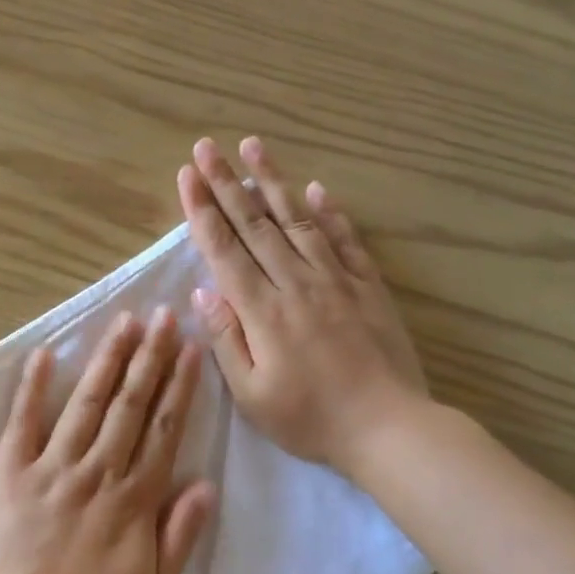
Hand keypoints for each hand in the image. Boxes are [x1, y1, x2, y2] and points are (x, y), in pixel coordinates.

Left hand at [0, 308, 215, 573]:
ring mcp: (51, 468)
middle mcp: (97, 471)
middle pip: (129, 404)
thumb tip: (207, 482)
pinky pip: (23, 423)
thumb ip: (182, 533)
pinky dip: (33, 387)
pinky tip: (44, 354)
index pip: (163, 429)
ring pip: (86, 403)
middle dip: (149, 356)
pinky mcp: (11, 473)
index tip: (190, 348)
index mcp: (134, 498)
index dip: (180, 386)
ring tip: (123, 322)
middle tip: (163, 314)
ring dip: (106, 360)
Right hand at [178, 136, 427, 474]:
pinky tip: (316, 189)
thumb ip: (226, 339)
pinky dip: (329, 212)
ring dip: (272, 181)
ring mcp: (336, 280)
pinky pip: (345, 240)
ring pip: (298, 220)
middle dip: (226, 183)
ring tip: (254, 146)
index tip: (186, 175)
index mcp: (262, 311)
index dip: (201, 210)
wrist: (389, 428)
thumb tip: (202, 292)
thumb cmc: (310, 419)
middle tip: (207, 145)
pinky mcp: (368, 287)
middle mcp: (296, 283)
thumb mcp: (252, 394)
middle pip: (255, 224)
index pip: (223, 249)